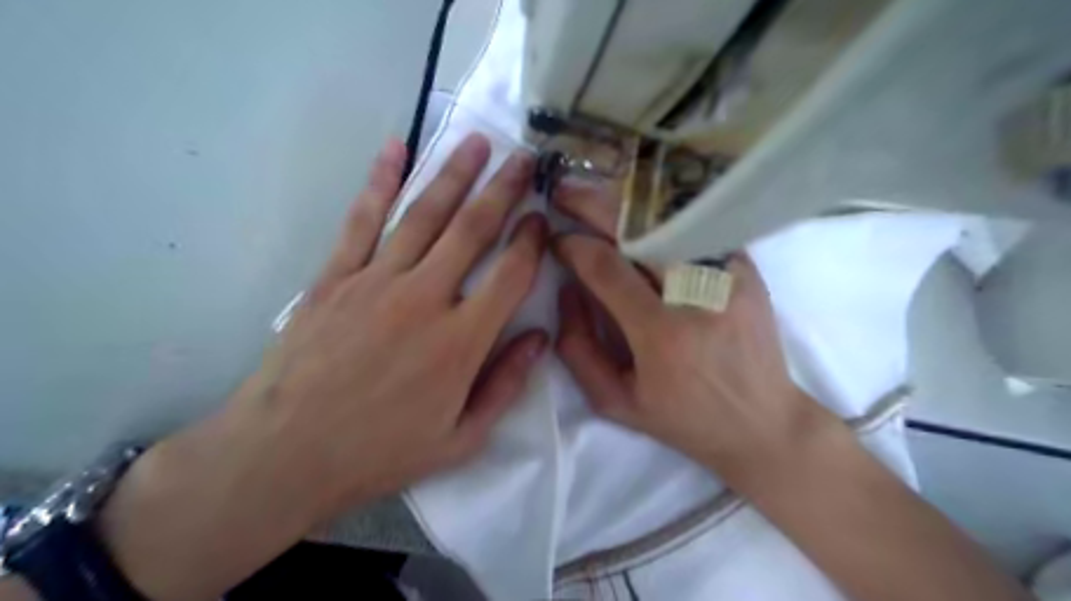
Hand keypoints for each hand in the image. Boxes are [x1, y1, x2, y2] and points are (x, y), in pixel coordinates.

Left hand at [240, 133, 546, 511]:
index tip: (543, 219)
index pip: (511, 275)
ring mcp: (376, 281)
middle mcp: (425, 298)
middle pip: (473, 230)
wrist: (283, 455)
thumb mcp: (460, 440)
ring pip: (425, 215)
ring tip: (478, 143)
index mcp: (461, 342)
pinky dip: (380, 181)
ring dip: (454, 174)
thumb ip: (506, 385)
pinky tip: (395, 148)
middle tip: (523, 159)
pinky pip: (362, 219)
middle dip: (504, 190)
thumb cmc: (379, 452)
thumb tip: (540, 337)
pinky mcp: (335, 277)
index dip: (532, 242)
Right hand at [551, 185, 835, 475]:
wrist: (762, 422)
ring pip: (670, 219)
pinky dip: (663, 215)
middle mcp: (699, 296)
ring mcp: (730, 276)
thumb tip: (566, 291)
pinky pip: (697, 227)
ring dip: (626, 204)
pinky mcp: (747, 270)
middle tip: (564, 194)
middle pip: (639, 230)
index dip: (574, 245)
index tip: (557, 239)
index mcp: (662, 335)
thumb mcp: (615, 401)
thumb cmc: (683, 419)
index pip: (606, 268)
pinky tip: (640, 212)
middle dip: (593, 204)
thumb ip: (578, 349)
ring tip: (598, 198)